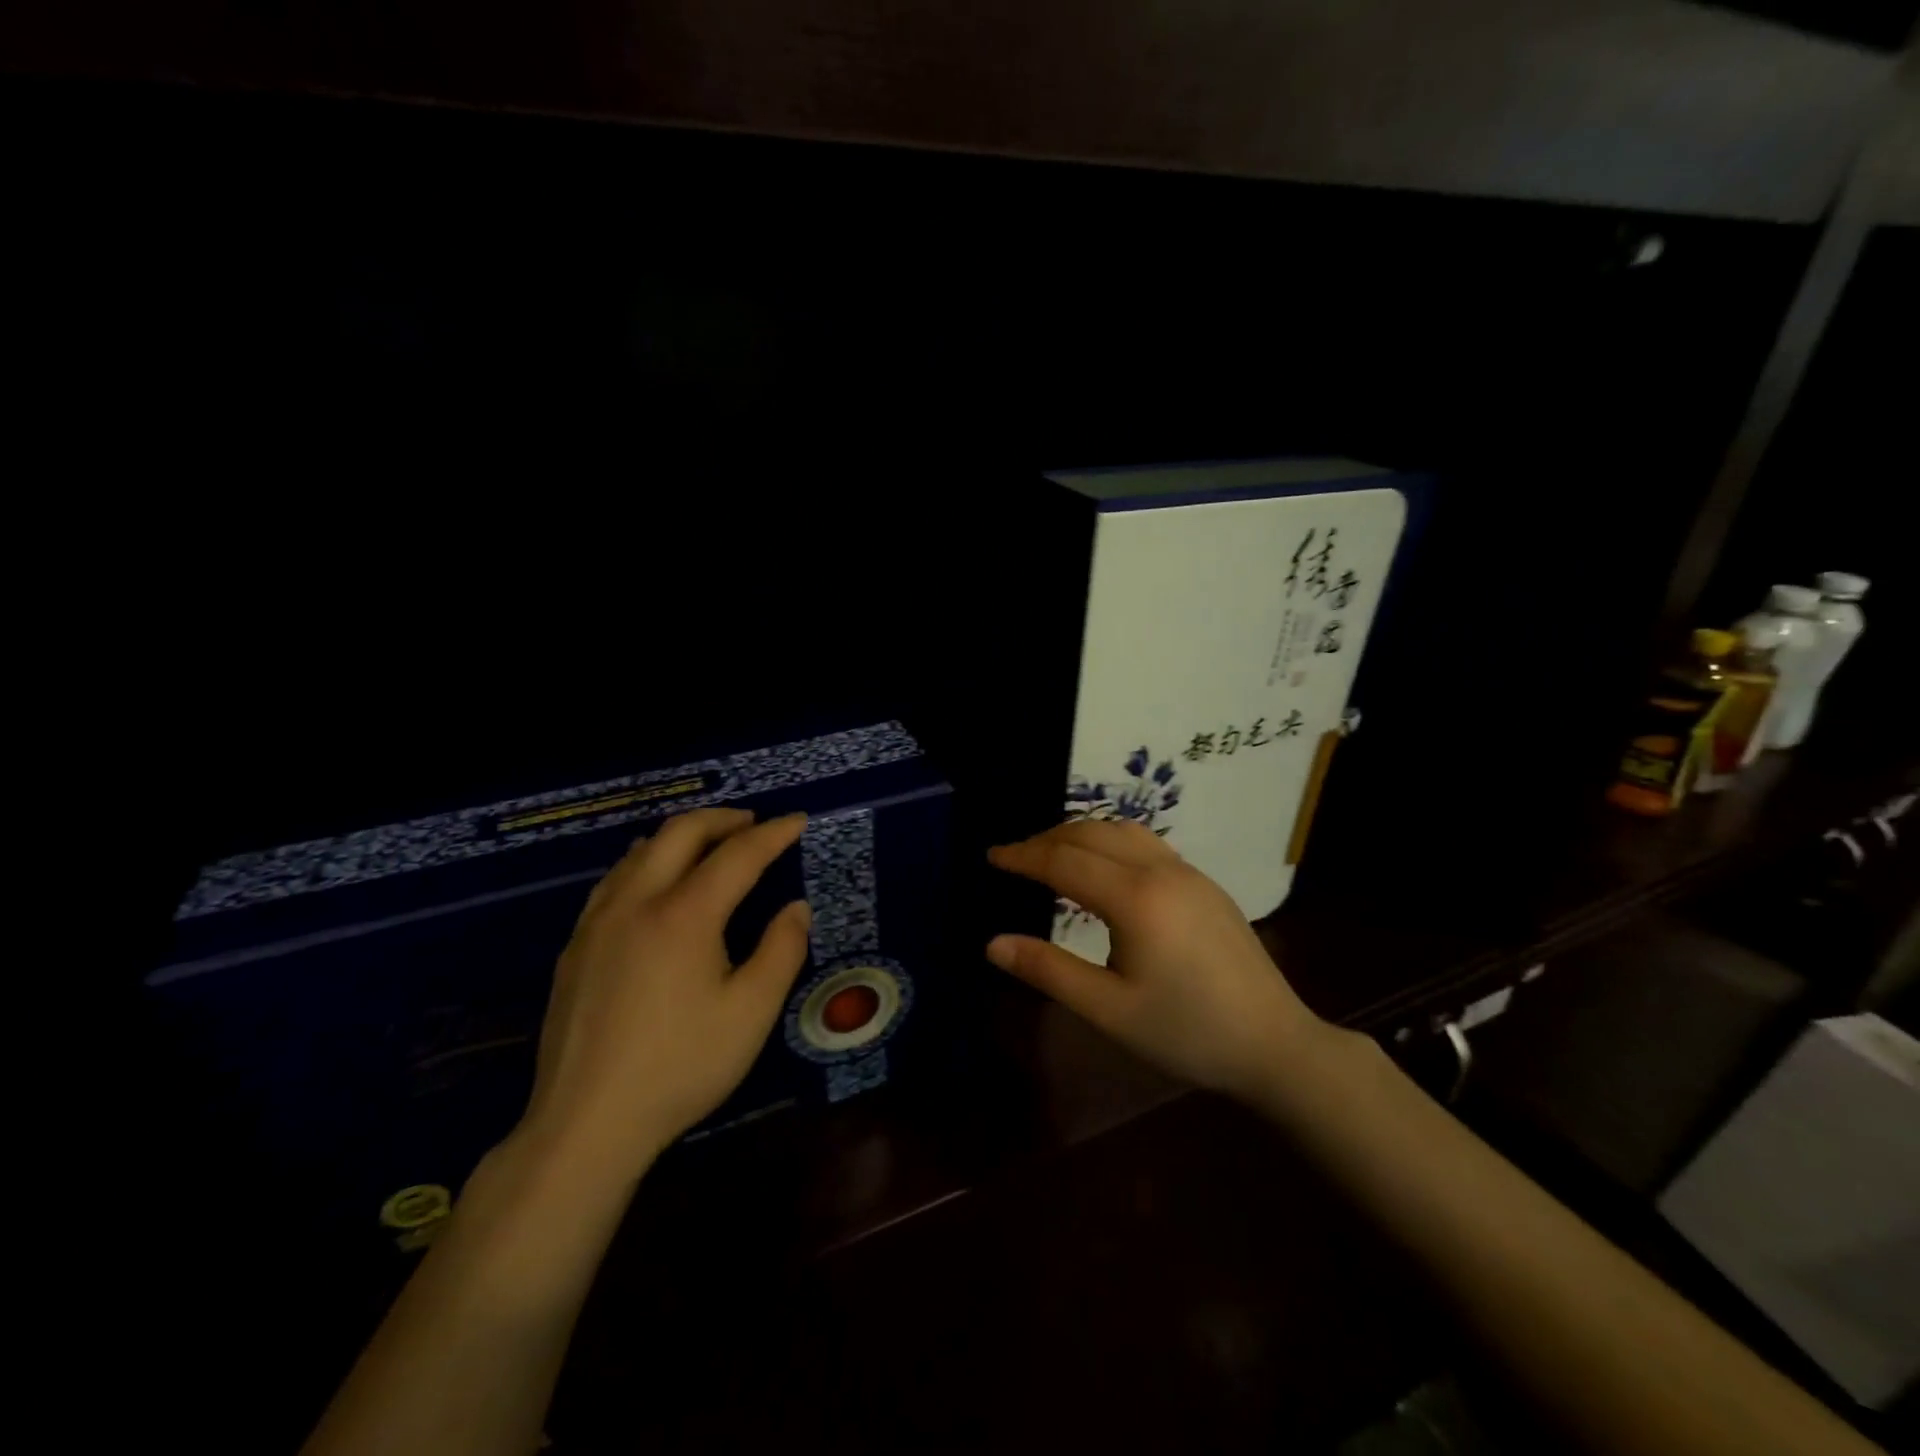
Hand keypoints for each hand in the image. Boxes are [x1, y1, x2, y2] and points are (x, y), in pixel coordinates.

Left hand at [518, 808, 811, 1174]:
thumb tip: (795, 908)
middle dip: (723, 819)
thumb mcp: (751, 1013)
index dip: (774, 834)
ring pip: (640, 851)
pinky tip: (655, 883)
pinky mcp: (576, 946)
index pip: (738, 854)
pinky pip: (615, 879)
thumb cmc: (681, 1066)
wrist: (586, 1123)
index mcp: (684, 914)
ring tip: (710, 845)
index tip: (799, 821)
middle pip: (680, 833)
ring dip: (682, 836)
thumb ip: (781, 950)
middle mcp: (637, 902)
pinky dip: (647, 861)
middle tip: (754, 824)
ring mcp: (598, 922)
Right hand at [986, 820, 1324, 1099]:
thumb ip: (1048, 970)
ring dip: (1081, 833)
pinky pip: (1146, 843)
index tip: (992, 856)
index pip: (1064, 860)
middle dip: (1047, 838)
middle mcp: (1161, 871)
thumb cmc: (1186, 1032)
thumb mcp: (1109, 1010)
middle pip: (1092, 833)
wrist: (1275, 1044)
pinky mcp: (1205, 883)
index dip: (1023, 856)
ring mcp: (1188, 873)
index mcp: (1134, 898)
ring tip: (1052, 853)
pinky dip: (1110, 841)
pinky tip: (1104, 867)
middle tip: (1015, 857)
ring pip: (1123, 831)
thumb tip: (993, 943)